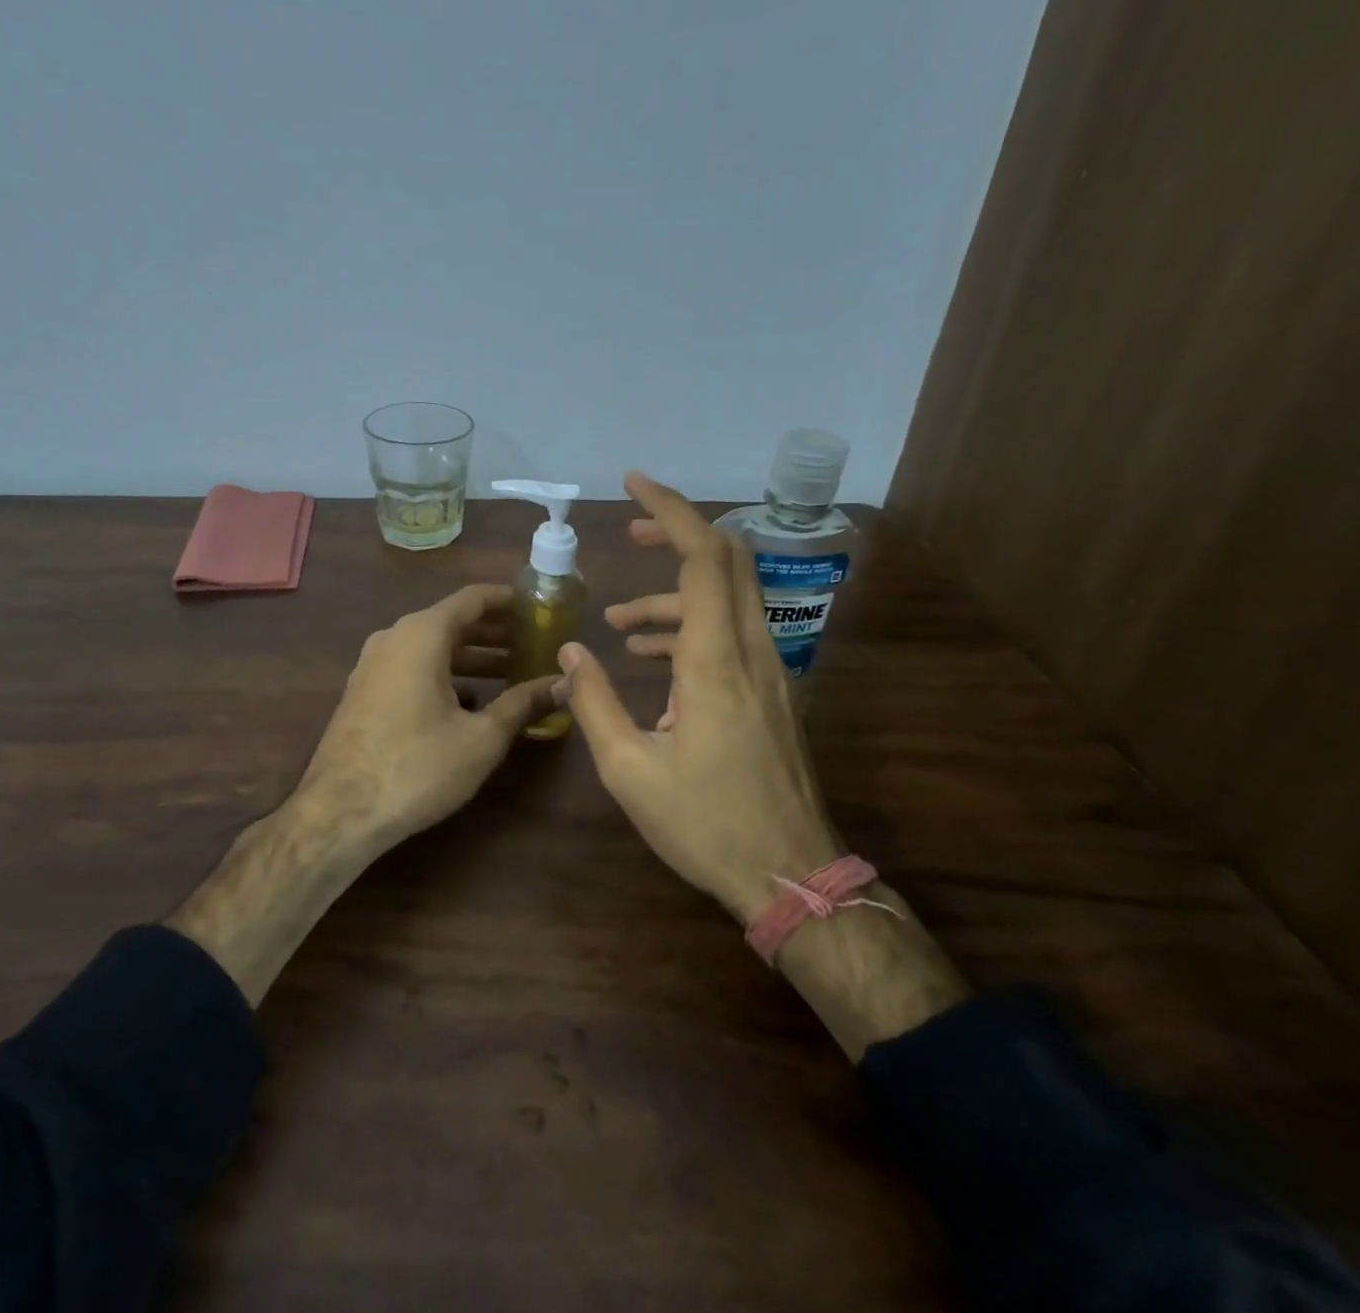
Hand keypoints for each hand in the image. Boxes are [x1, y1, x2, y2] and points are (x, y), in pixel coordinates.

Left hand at [294, 583, 559, 847]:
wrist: (340, 812)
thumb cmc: (417, 767)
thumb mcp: (481, 738)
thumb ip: (523, 703)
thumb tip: (563, 683)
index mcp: (422, 635)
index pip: (472, 598)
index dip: (508, 600)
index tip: (540, 606)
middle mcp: (394, 638)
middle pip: (452, 621)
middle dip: (495, 631)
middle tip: (534, 642)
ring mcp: (373, 664)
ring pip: (431, 647)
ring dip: (471, 656)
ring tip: (511, 671)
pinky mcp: (364, 692)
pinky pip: (412, 667)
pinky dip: (445, 674)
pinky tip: (470, 701)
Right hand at [559, 473, 966, 1058]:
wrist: (790, 875)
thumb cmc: (706, 824)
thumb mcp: (630, 771)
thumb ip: (593, 702)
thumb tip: (569, 650)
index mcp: (715, 662)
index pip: (704, 557)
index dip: (670, 511)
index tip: (634, 485)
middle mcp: (751, 651)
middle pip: (728, 559)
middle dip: (678, 533)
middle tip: (627, 534)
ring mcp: (770, 671)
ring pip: (727, 598)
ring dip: (674, 594)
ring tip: (617, 623)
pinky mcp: (771, 692)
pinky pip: (731, 634)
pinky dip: (690, 628)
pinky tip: (650, 660)